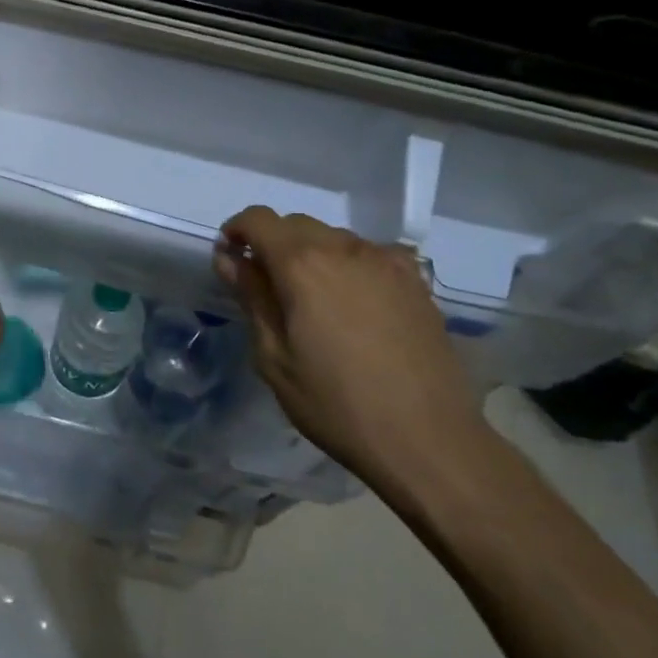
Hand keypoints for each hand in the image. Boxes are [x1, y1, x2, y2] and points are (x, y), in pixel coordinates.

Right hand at [215, 207, 478, 485]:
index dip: (237, 232)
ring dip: (311, 254)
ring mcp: (386, 261)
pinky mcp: (415, 281)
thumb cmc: (336, 404)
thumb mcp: (274, 358)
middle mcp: (344, 248)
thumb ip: (251, 298)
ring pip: (334, 237)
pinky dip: (349, 265)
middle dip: (272, 244)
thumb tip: (230, 260)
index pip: (258, 219)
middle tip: (267, 287)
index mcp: (302, 265)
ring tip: (313, 301)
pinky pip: (370, 254)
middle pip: (296, 224)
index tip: (230, 261)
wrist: (427, 439)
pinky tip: (355, 302)